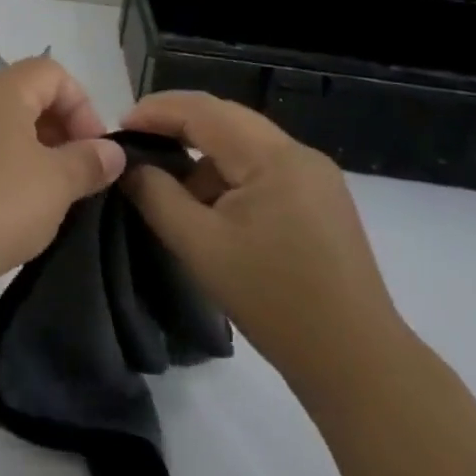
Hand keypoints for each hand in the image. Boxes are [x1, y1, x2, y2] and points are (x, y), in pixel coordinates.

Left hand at [0, 57, 126, 306]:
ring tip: (48, 199)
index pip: (52, 72)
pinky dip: (2, 170)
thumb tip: (111, 150)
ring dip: (33, 154)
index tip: (94, 152)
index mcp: (1, 91)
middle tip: (77, 178)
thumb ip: (88, 162)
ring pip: (1, 127)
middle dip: (60, 131)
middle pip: (26, 96)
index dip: (82, 106)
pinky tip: (9, 211)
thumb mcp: (55, 185)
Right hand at [118, 91, 403, 391]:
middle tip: (134, 142)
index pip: (203, 111)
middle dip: (175, 125)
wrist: (357, 364)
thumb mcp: (200, 246)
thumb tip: (129, 166)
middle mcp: (298, 154)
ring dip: (201, 153)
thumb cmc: (274, 300)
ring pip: (243, 143)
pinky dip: (226, 175)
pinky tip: (208, 206)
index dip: (156, 111)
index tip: (117, 128)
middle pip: (225, 119)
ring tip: (166, 181)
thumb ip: (156, 196)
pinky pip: (261, 168)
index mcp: (273, 157)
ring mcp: (314, 177)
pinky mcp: (319, 200)